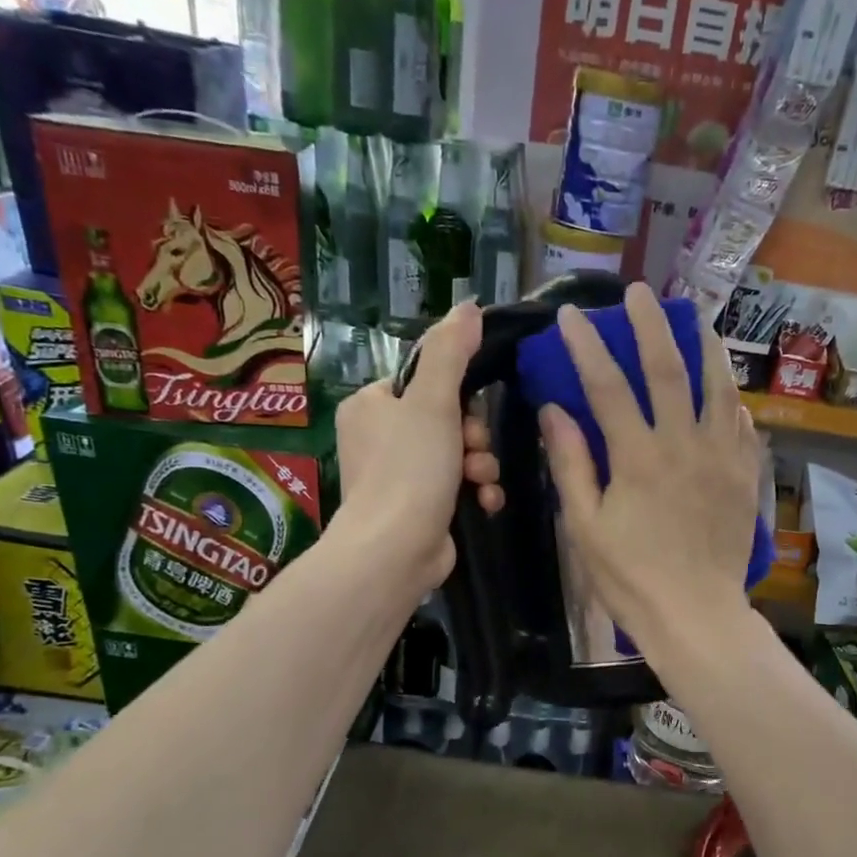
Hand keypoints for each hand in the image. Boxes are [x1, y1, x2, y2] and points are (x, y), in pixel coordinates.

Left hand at [333, 302, 502, 592]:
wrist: (395, 551)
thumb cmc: (410, 469)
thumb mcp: (433, 401)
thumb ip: (452, 352)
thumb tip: (469, 305)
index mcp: (371, 405)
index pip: (425, 382)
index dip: (458, 396)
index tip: (470, 412)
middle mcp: (379, 438)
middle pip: (446, 419)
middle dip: (473, 437)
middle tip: (474, 452)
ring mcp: (398, 477)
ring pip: (457, 454)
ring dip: (480, 465)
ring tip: (481, 481)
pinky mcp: (418, 509)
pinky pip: (457, 487)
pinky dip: (475, 492)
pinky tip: (485, 502)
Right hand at [539, 282, 760, 663]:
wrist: (696, 615)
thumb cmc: (630, 577)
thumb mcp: (585, 526)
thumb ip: (571, 464)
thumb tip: (554, 410)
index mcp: (638, 457)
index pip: (607, 385)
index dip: (586, 346)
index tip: (570, 316)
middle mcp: (684, 444)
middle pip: (669, 369)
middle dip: (651, 325)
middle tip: (641, 293)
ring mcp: (722, 458)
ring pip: (718, 387)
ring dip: (705, 347)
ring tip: (697, 320)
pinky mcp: (745, 476)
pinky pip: (743, 426)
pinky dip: (733, 400)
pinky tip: (728, 390)